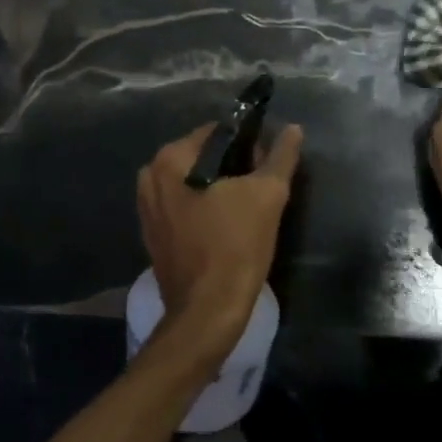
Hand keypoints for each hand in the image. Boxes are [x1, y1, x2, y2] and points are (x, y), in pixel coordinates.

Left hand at [137, 122, 303, 360]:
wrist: (208, 312)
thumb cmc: (235, 246)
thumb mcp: (268, 195)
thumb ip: (281, 156)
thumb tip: (294, 129)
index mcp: (170, 160)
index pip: (217, 133)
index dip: (248, 143)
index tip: (267, 164)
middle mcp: (150, 177)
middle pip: (203, 157)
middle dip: (233, 167)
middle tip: (261, 187)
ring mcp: (147, 209)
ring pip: (193, 183)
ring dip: (220, 189)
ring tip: (248, 208)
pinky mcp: (153, 235)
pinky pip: (184, 207)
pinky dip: (205, 209)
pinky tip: (228, 226)